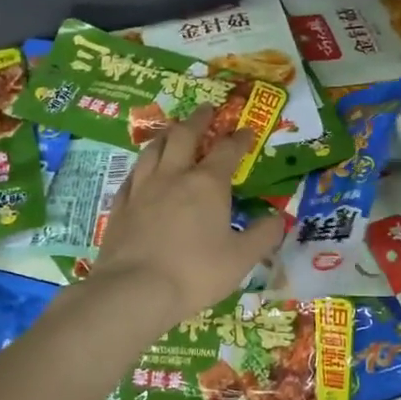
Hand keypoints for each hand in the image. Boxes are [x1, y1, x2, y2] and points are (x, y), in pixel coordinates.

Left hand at [88, 107, 283, 327]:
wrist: (134, 290)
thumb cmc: (195, 273)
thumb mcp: (241, 258)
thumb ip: (263, 235)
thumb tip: (280, 218)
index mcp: (208, 184)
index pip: (228, 151)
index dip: (239, 138)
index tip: (247, 130)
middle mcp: (174, 176)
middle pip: (184, 136)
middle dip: (198, 120)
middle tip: (206, 109)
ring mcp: (142, 189)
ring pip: (153, 149)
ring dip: (166, 135)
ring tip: (172, 130)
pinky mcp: (120, 205)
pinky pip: (132, 175)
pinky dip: (142, 166)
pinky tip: (142, 169)